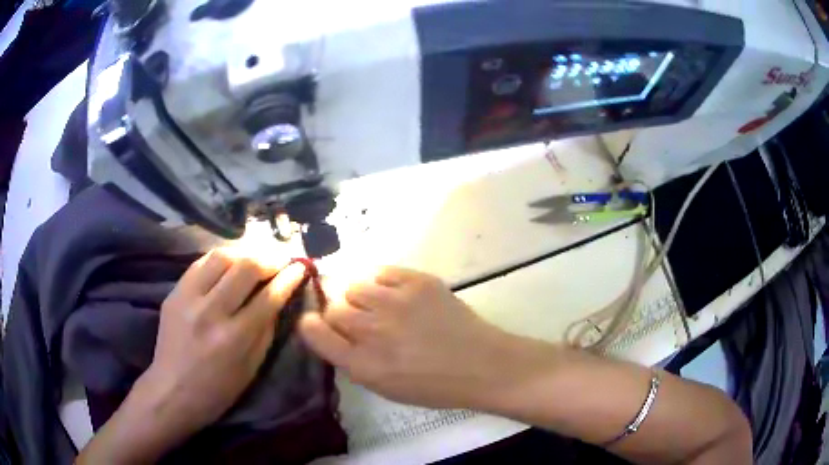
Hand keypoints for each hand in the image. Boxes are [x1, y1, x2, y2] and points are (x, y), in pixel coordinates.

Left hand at [136, 249, 307, 436]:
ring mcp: (188, 298)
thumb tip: (278, 299)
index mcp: (234, 338)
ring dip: (244, 253)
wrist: (172, 391)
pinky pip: (200, 263)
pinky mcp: (174, 292)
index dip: (289, 278)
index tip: (300, 267)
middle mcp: (210, 312)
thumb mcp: (251, 369)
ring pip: (221, 257)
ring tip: (256, 258)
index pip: (268, 297)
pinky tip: (230, 263)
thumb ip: (266, 331)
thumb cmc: (218, 390)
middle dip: (269, 259)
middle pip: (245, 268)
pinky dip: (220, 259)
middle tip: (280, 260)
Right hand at [299, 267, 519, 408]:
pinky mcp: (418, 281)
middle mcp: (374, 331)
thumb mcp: (385, 387)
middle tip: (359, 320)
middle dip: (339, 314)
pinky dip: (381, 283)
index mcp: (364, 365)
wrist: (481, 365)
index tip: (313, 323)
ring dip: (360, 297)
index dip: (310, 326)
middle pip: (332, 307)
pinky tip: (396, 295)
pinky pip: (381, 271)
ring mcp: (396, 302)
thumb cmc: (433, 385)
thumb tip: (332, 332)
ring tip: (380, 306)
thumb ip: (353, 361)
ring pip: (354, 285)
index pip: (316, 334)